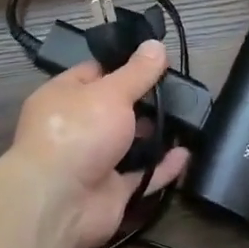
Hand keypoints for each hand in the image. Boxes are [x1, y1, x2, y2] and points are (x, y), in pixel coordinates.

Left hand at [9, 39, 189, 247]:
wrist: (59, 202)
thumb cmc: (78, 132)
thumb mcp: (111, 92)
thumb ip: (137, 72)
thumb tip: (156, 45)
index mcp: (64, 96)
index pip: (95, 72)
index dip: (125, 65)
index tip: (157, 60)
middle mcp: (76, 127)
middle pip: (114, 109)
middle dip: (144, 102)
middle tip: (179, 90)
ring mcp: (92, 161)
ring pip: (129, 144)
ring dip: (155, 135)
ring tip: (189, 119)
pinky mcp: (110, 192)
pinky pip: (142, 176)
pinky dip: (163, 168)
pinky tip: (186, 155)